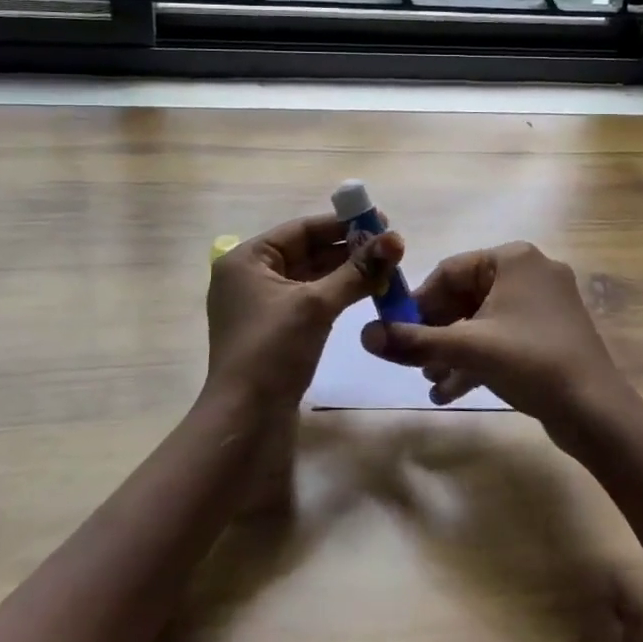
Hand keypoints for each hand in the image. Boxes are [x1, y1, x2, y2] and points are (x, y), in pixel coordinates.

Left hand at [206, 214, 402, 412]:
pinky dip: (337, 294)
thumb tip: (395, 240)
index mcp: (247, 260)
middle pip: (307, 251)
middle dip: (348, 248)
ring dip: (346, 272)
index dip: (342, 224)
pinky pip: (310, 300)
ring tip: (386, 267)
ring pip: (311, 277)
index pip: (301, 229)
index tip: (379, 220)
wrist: (246, 421)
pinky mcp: (275, 331)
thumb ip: (356, 271)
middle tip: (389, 246)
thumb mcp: (316, 305)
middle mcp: (250, 277)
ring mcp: (262, 306)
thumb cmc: (273, 351)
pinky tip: (366, 291)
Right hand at [359, 241, 632, 438]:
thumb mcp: (467, 349)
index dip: (419, 303)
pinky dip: (478, 360)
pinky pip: (503, 338)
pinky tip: (451, 392)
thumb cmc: (531, 362)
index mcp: (514, 259)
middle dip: (437, 333)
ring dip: (453, 351)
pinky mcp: (551, 334)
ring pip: (483, 321)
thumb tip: (364, 335)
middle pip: (465, 297)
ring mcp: (544, 304)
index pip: (450, 271)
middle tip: (413, 361)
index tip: (397, 332)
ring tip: (429, 381)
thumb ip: (414, 341)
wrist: (597, 412)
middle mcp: (531, 272)